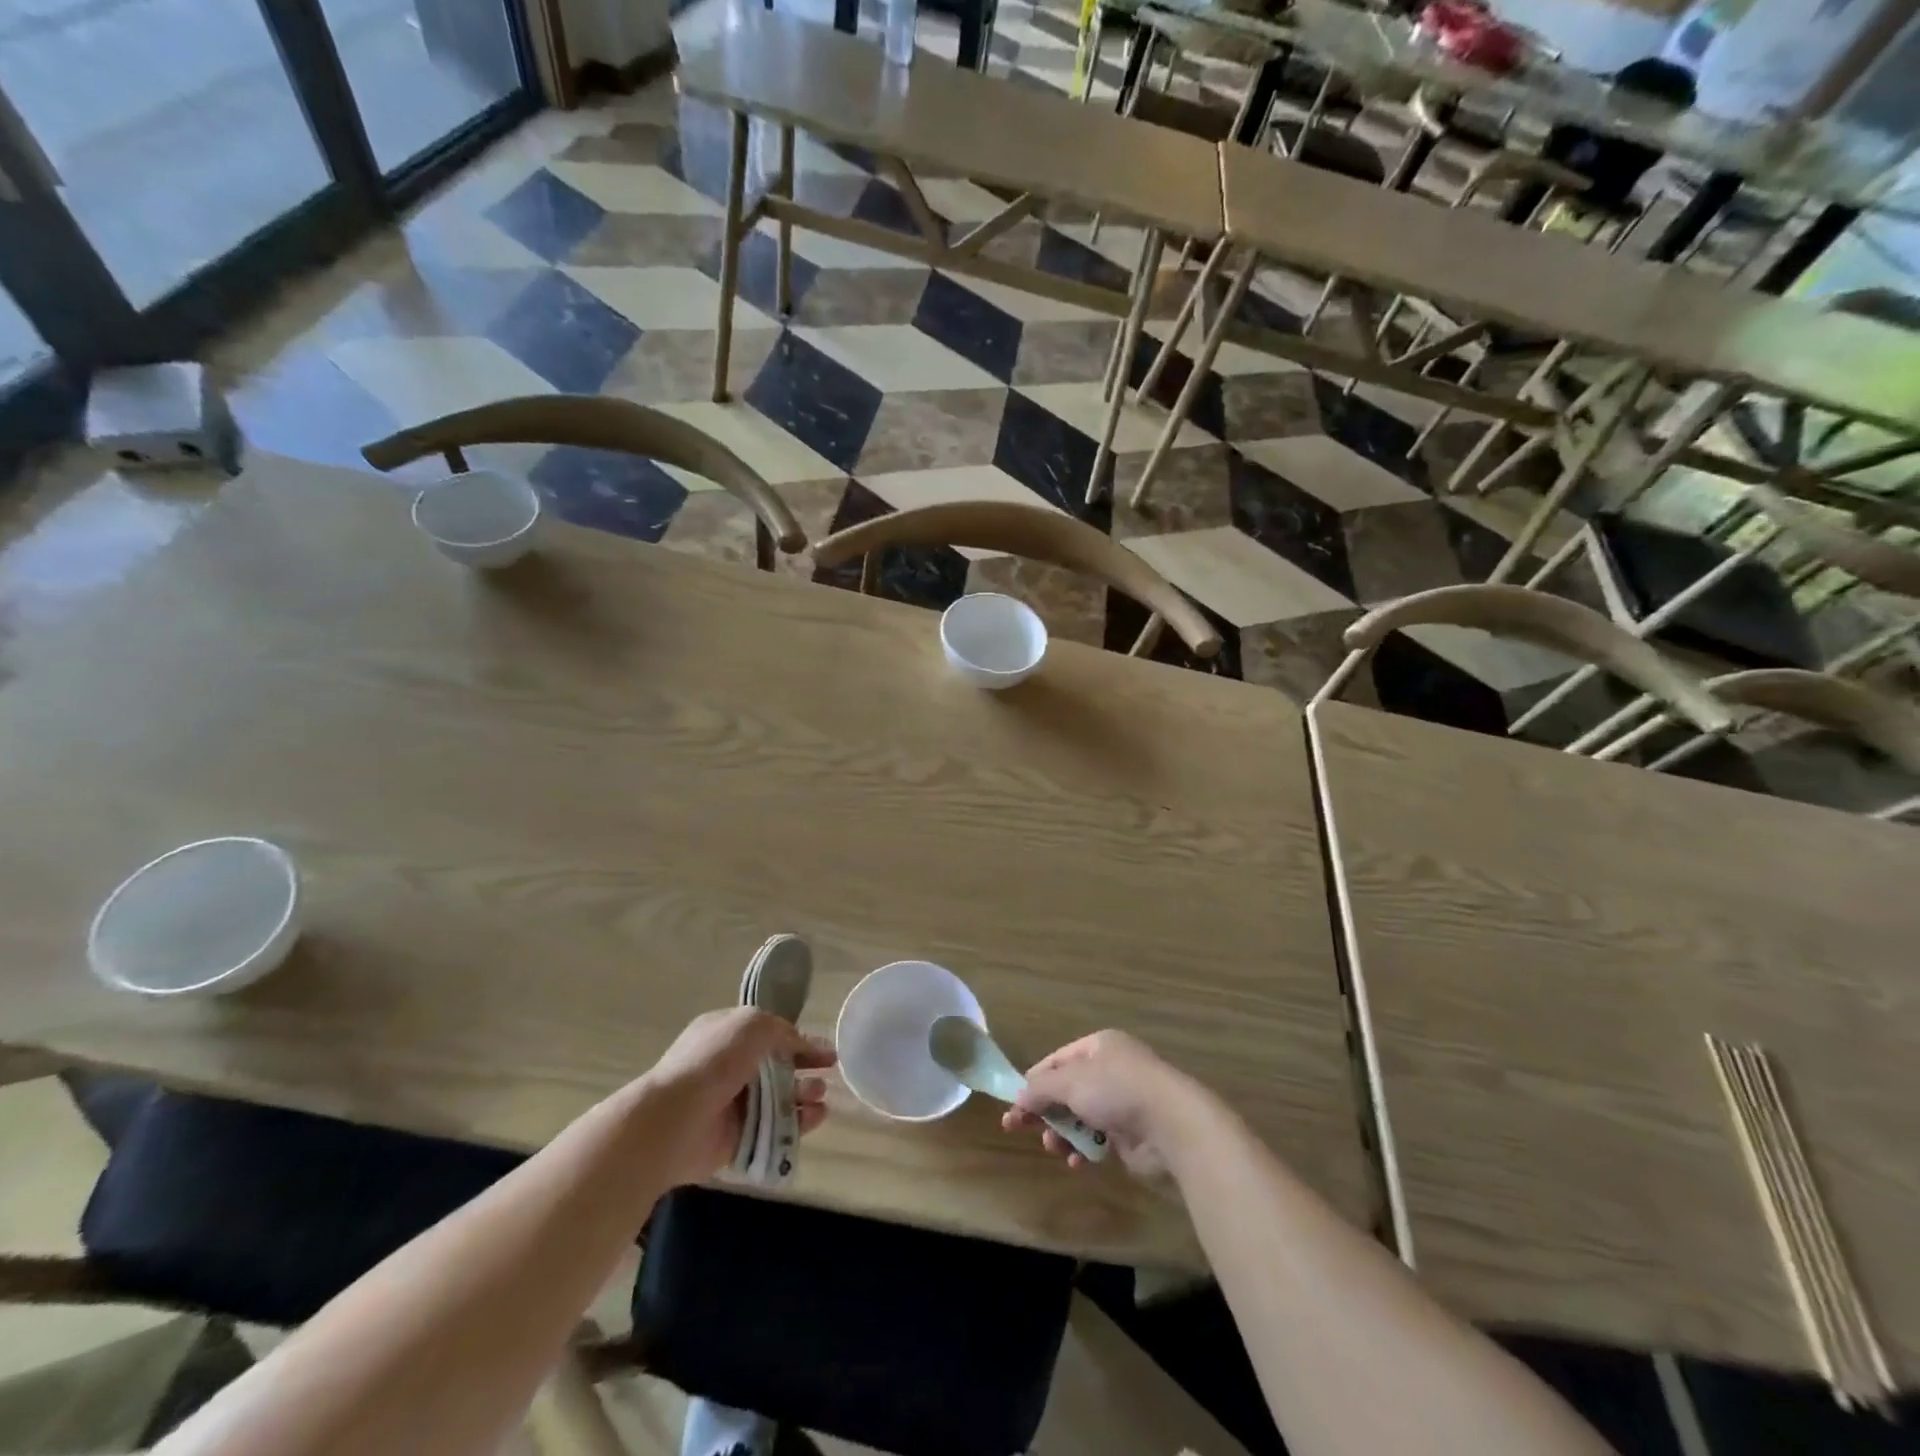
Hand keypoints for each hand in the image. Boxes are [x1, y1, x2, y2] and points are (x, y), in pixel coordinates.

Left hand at [640, 1007, 835, 1186]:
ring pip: (778, 1098)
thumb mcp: (751, 1025)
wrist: (673, 1121)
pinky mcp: (737, 1138)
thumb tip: (800, 1043)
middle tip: (829, 1072)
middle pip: (777, 1066)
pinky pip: (774, 1128)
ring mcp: (732, 1104)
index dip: (798, 1039)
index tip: (826, 1049)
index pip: (769, 1033)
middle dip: (804, 1068)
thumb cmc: (712, 1062)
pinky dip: (797, 1123)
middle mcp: (729, 1067)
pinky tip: (816, 1118)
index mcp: (726, 1035)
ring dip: (804, 1095)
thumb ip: (781, 1029)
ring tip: (820, 1097)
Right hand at [1001, 1030, 1207, 1176]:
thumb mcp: (1071, 1082)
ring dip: (1061, 1131)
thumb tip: (1018, 1098)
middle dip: (1045, 1110)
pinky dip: (1083, 1148)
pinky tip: (1075, 1160)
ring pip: (1080, 1116)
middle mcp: (1111, 1070)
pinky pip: (1097, 1138)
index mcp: (1099, 1046)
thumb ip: (1041, 1089)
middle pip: (1067, 1089)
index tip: (1014, 1103)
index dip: (1034, 1081)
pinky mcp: (1131, 1133)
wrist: (1171, 1125)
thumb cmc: (1117, 1090)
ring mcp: (1122, 1102)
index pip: (1057, 1060)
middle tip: (1018, 1128)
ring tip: (1052, 1146)